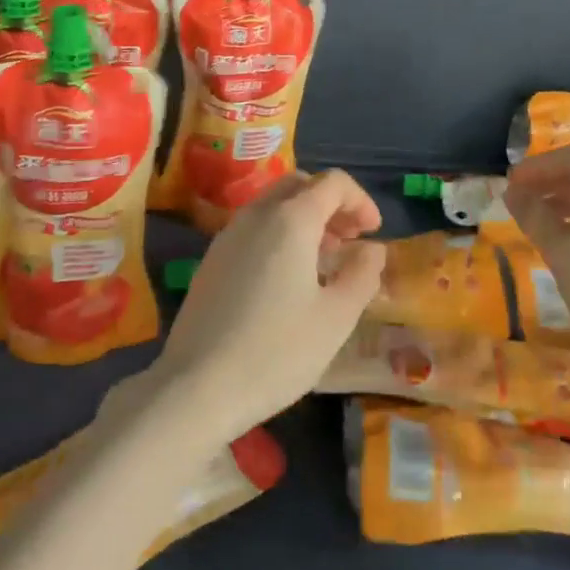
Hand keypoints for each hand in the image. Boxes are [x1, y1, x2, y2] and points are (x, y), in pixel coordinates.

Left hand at [148, 170, 384, 444]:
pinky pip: (254, 227)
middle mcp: (257, 214)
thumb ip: (362, 274)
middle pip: (300, 185)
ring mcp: (228, 234)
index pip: (333, 182)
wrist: (196, 387)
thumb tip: (373, 249)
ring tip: (323, 261)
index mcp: (291, 219)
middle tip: (349, 240)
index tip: (373, 232)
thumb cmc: (277, 351)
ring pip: (273, 204)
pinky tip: (286, 279)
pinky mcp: (212, 259)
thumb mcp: (336, 317)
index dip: (360, 200)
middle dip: (331, 203)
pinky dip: (279, 234)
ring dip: (304, 218)